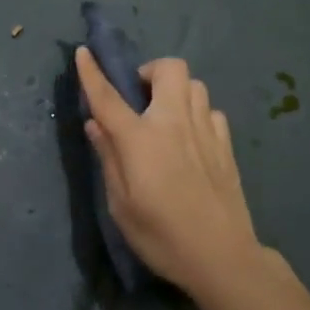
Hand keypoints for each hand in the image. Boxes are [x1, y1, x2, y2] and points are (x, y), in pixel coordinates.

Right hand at [75, 47, 275, 299]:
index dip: (92, 72)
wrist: (222, 257)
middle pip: (169, 68)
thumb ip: (108, 157)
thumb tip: (95, 124)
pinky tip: (190, 138)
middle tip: (139, 98)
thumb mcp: (121, 204)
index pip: (108, 96)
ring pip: (194, 84)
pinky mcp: (226, 144)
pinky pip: (210, 110)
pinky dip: (197, 113)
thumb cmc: (162, 236)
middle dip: (150, 72)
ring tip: (165, 117)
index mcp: (141, 139)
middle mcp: (174, 123)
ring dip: (175, 91)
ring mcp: (205, 130)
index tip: (83, 52)